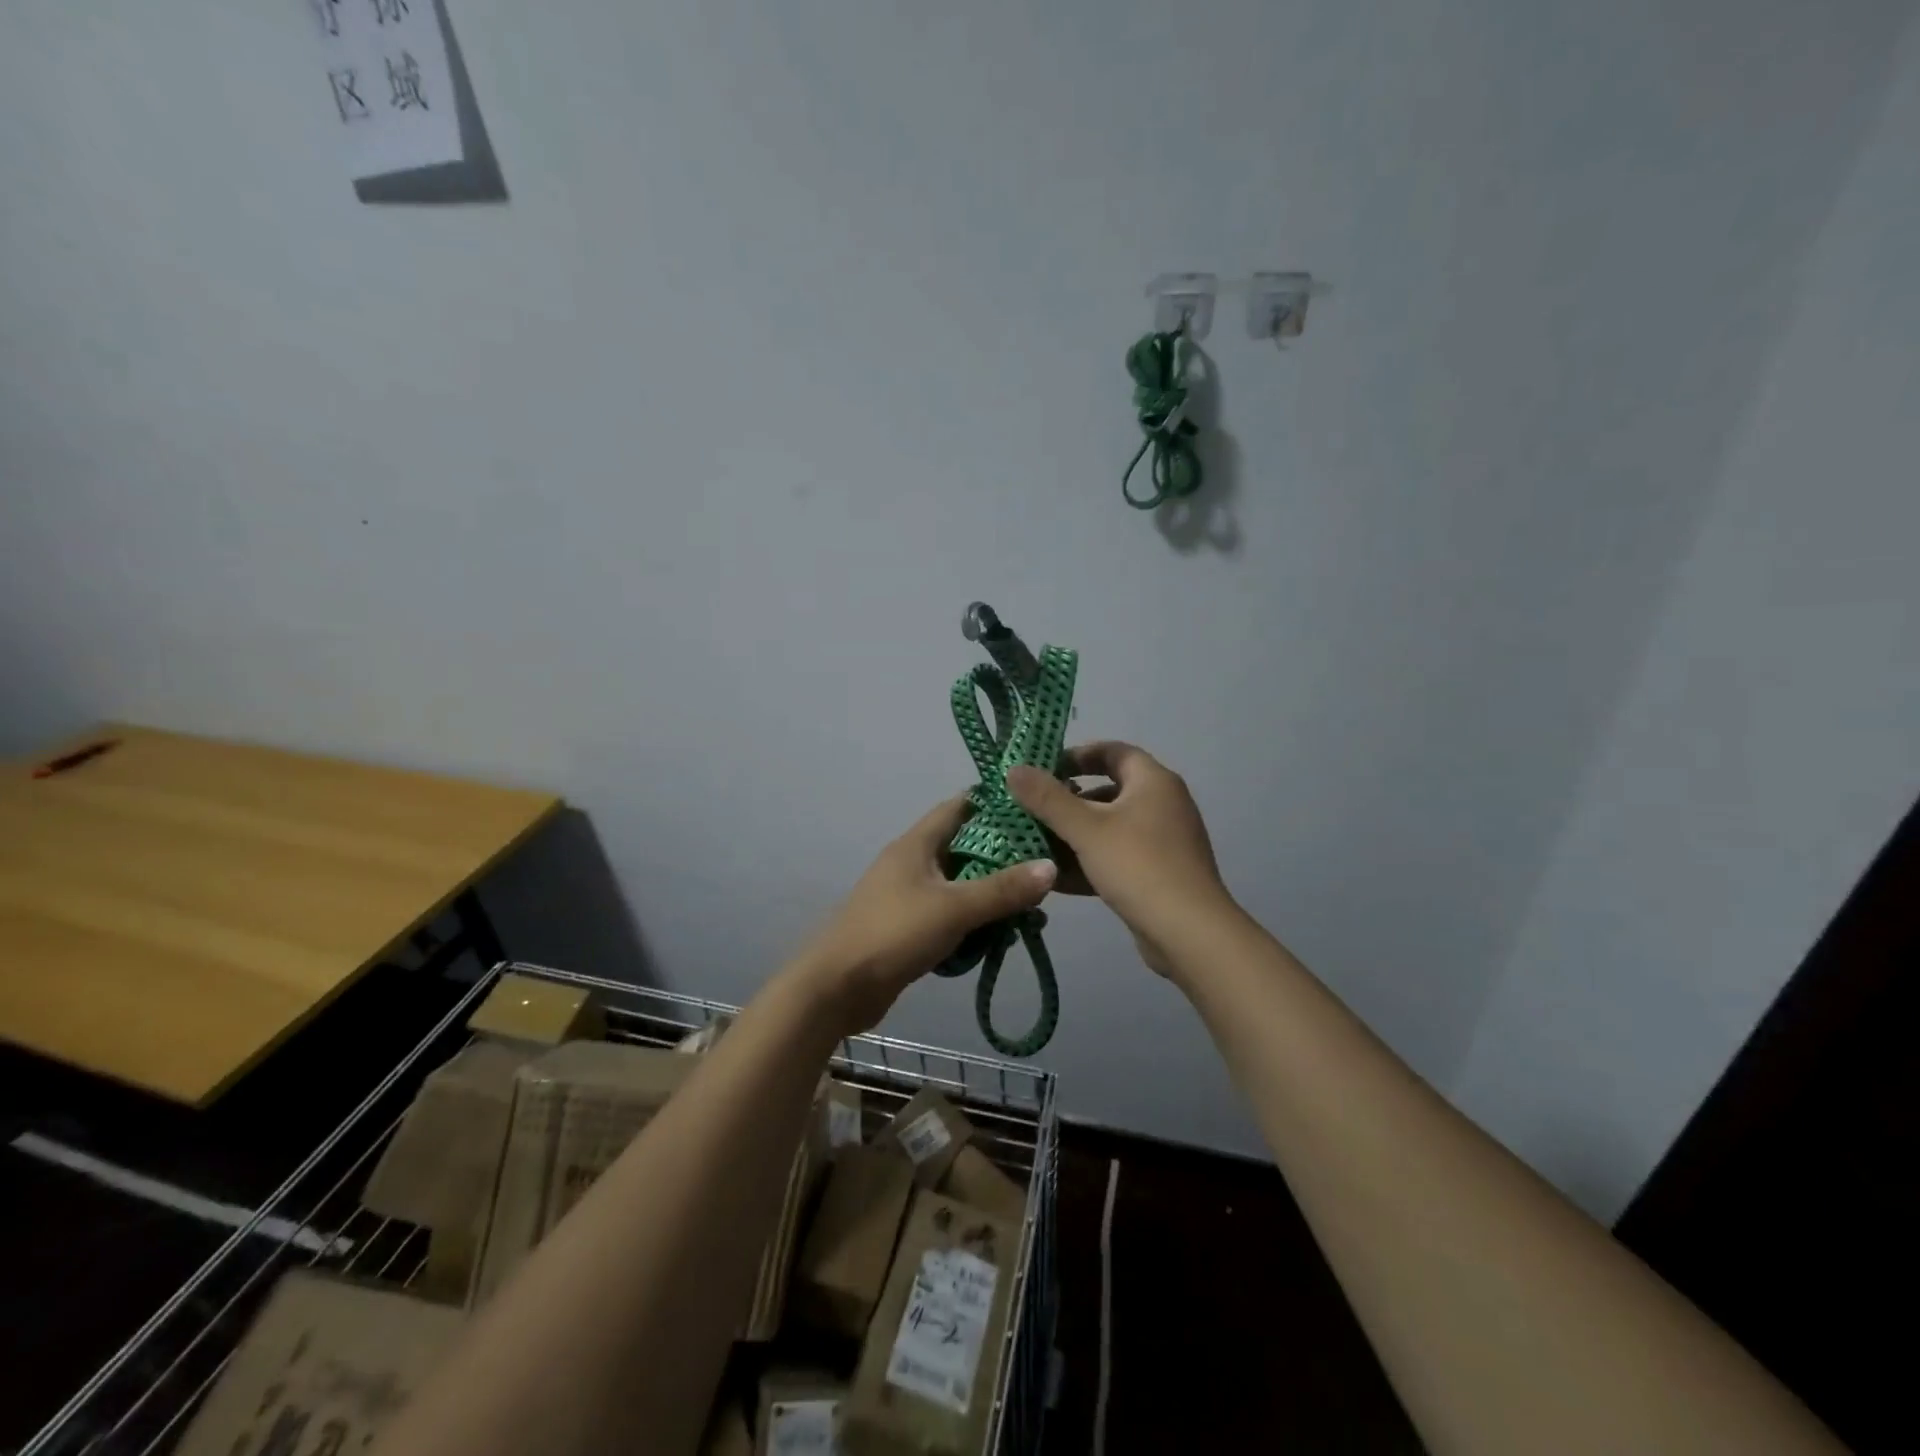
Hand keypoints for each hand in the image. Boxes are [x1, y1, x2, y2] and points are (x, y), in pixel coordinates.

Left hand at [796, 795, 1056, 1032]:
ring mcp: (908, 895)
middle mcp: (912, 862)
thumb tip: (1051, 866)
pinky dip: (974, 920)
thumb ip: (1003, 890)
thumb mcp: (954, 908)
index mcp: (917, 843)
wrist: (837, 987)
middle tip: (1044, 864)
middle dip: (1003, 856)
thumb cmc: (893, 934)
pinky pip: (951, 914)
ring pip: (960, 884)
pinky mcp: (909, 926)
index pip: (960, 806)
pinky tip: (1000, 936)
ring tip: (1032, 907)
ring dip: (992, 893)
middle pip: (965, 847)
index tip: (1035, 808)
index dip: (996, 803)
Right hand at [1007, 742, 1231, 975]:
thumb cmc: (1138, 866)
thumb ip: (1047, 798)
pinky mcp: (1158, 873)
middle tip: (1032, 810)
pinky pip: (1117, 857)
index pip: (1112, 751)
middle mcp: (1163, 804)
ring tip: (1034, 845)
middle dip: (1068, 801)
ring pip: (1110, 828)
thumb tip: (1014, 769)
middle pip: (1108, 791)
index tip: (1043, 769)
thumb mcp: (1086, 829)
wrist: (1189, 934)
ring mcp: (1163, 841)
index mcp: (1153, 781)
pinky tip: (1055, 878)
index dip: (1077, 755)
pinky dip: (1089, 862)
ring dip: (1074, 835)